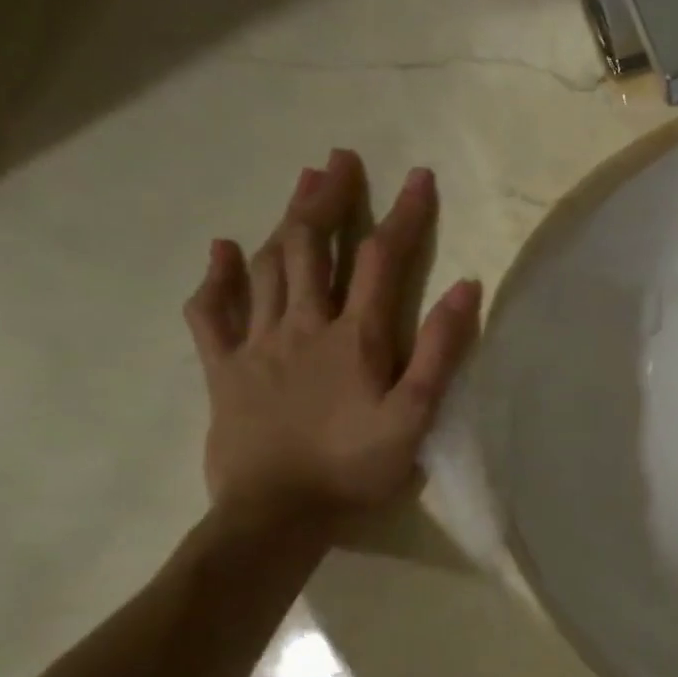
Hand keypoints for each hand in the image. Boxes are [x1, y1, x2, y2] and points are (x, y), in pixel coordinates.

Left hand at [183, 149, 481, 522]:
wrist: (276, 517)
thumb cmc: (355, 468)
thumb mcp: (415, 414)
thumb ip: (440, 349)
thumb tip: (465, 286)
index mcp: (355, 337)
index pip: (381, 259)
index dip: (403, 215)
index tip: (419, 177)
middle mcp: (304, 325)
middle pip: (313, 247)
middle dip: (329, 199)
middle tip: (339, 160)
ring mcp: (257, 344)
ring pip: (268, 267)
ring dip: (285, 221)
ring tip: (301, 184)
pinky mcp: (224, 369)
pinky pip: (212, 313)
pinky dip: (217, 278)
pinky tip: (222, 250)